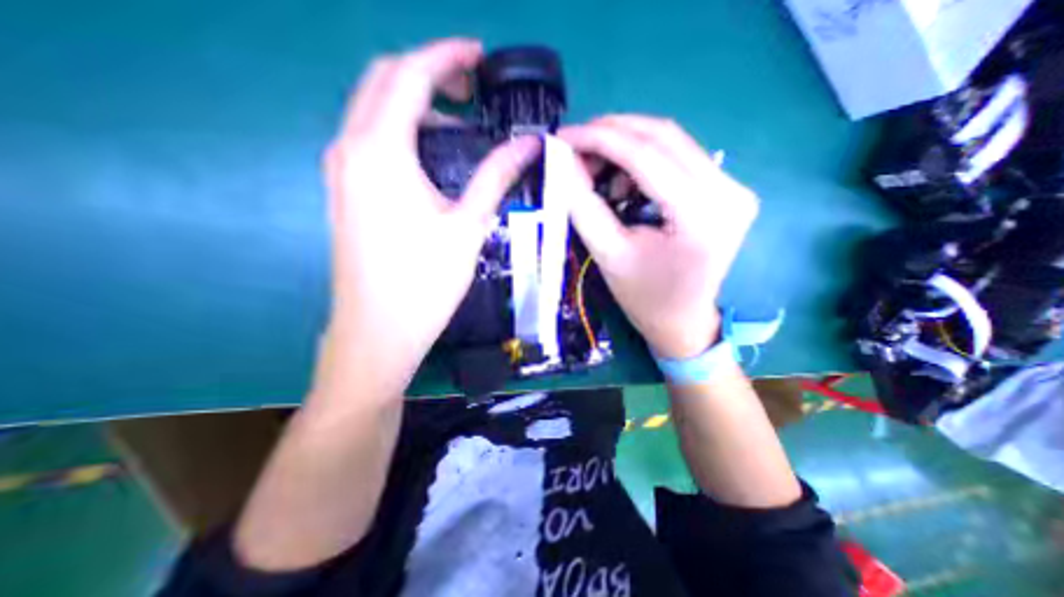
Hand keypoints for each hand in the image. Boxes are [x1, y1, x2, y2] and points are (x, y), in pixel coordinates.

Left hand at [318, 37, 540, 401]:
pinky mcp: (344, 190)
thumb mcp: (468, 225)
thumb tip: (529, 146)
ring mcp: (341, 169)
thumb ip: (496, 177)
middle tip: (471, 89)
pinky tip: (432, 155)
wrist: (378, 329)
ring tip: (458, 124)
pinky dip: (402, 129)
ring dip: (414, 102)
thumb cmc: (425, 282)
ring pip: (374, 108)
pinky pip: (370, 138)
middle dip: (429, 72)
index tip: (480, 57)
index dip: (448, 55)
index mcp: (381, 150)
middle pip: (384, 79)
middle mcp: (350, 148)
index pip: (411, 74)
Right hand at [560, 115, 760, 358]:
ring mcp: (734, 187)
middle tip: (576, 145)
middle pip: (663, 136)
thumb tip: (563, 163)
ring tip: (597, 169)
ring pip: (672, 141)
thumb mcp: (608, 253)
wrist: (682, 320)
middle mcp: (728, 191)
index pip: (645, 154)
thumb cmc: (644, 297)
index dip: (599, 138)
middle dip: (611, 133)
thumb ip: (583, 205)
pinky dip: (644, 158)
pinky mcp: (727, 189)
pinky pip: (680, 156)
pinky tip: (624, 180)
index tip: (563, 135)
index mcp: (699, 215)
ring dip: (627, 145)